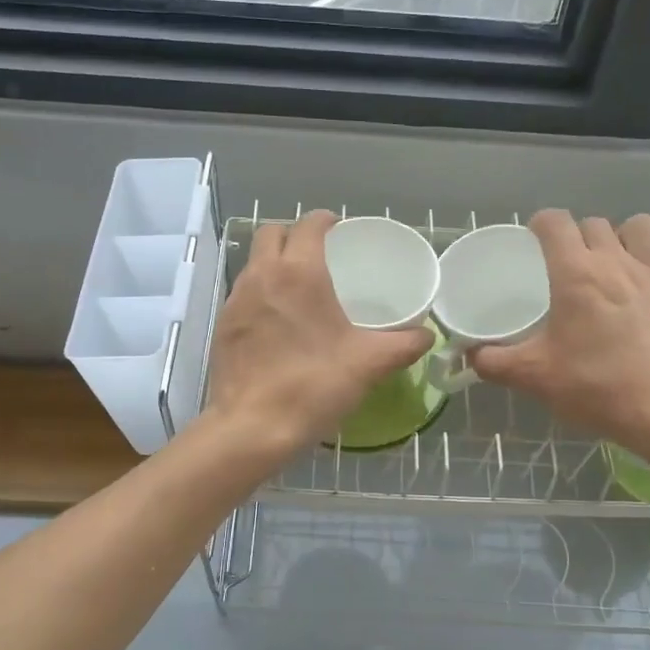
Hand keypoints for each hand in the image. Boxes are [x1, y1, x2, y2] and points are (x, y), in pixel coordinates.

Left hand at [205, 210, 434, 457]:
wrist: (252, 428)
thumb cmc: (313, 385)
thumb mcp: (369, 364)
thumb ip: (404, 345)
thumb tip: (427, 335)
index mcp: (299, 272)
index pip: (309, 224)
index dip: (326, 221)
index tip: (340, 232)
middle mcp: (262, 275)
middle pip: (272, 233)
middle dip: (294, 235)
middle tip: (319, 256)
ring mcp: (236, 299)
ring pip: (254, 261)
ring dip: (275, 262)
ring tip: (300, 288)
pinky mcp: (222, 325)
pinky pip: (243, 292)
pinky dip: (261, 292)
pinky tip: (278, 322)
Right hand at [470, 211, 649, 458]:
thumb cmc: (597, 387)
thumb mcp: (534, 378)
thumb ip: (495, 362)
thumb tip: (470, 356)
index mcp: (576, 274)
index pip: (555, 222)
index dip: (540, 224)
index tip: (533, 240)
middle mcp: (617, 261)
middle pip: (594, 223)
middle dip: (577, 235)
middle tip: (567, 264)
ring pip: (639, 227)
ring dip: (622, 236)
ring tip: (613, 262)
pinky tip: (647, 282)